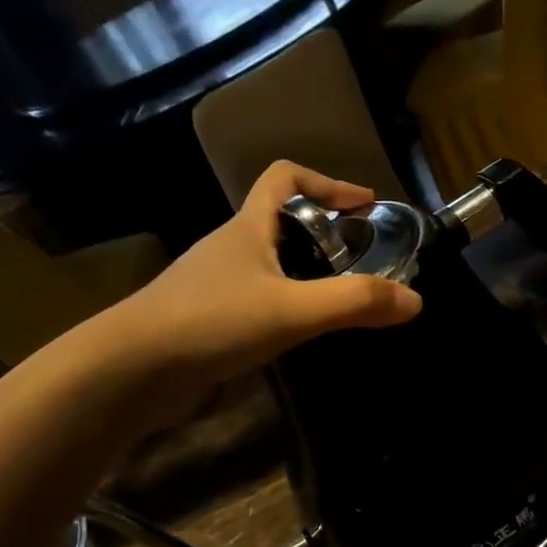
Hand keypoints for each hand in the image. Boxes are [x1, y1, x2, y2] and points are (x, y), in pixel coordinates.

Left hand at [90, 161, 421, 400]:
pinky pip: (258, 300)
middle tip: (362, 261)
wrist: (131, 370)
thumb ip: (354, 303)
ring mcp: (215, 284)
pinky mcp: (208, 319)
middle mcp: (230, 248)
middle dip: (324, 233)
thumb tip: (415, 300)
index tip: (364, 206)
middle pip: (280, 221)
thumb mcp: (293, 310)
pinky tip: (302, 335)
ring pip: (270, 264)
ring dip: (306, 273)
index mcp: (247, 227)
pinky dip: (286, 306)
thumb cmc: (211, 322)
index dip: (327, 183)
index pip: (284, 176)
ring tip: (341, 301)